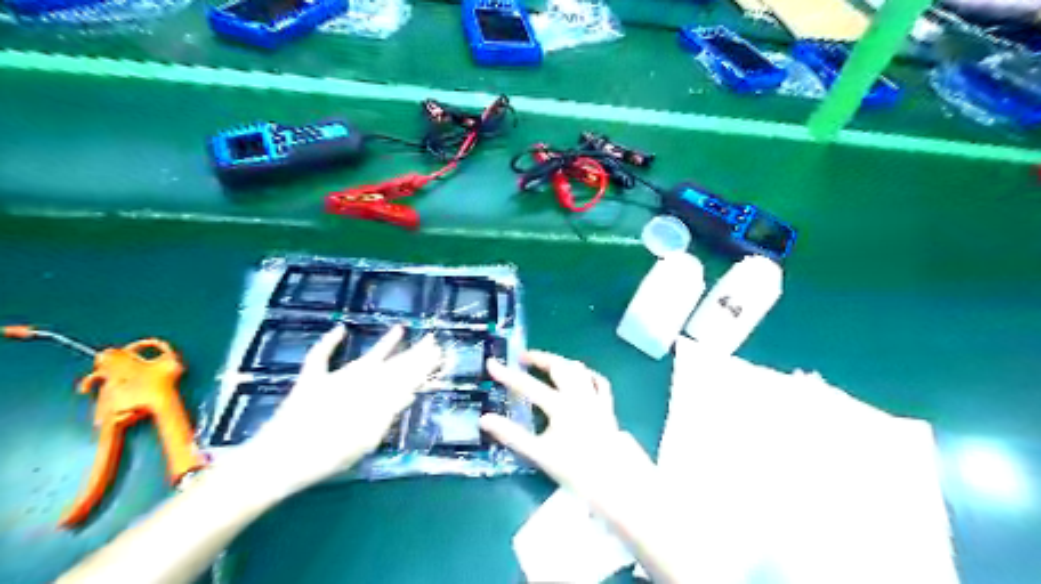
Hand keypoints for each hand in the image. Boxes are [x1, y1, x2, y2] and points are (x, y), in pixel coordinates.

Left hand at [229, 324, 439, 497]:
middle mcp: (358, 382)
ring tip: (400, 329)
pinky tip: (341, 329)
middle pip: (391, 365)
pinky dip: (329, 342)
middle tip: (431, 339)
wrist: (279, 460)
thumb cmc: (327, 457)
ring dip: (385, 344)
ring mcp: (334, 378)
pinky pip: (321, 356)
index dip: (422, 364)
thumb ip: (388, 415)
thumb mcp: (365, 441)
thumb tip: (409, 393)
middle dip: (412, 353)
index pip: (405, 377)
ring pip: (367, 358)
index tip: (437, 351)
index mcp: (374, 397)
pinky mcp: (311, 380)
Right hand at [480, 349, 635, 503]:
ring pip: (578, 370)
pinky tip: (580, 376)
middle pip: (559, 367)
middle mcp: (579, 396)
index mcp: (560, 406)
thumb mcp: (538, 454)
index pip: (528, 386)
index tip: (491, 364)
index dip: (507, 375)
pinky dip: (587, 375)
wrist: (614, 481)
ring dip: (561, 363)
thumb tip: (485, 419)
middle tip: (523, 358)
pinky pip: (599, 382)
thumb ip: (511, 435)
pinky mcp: (607, 407)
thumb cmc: (574, 470)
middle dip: (539, 358)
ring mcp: (595, 400)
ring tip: (548, 364)